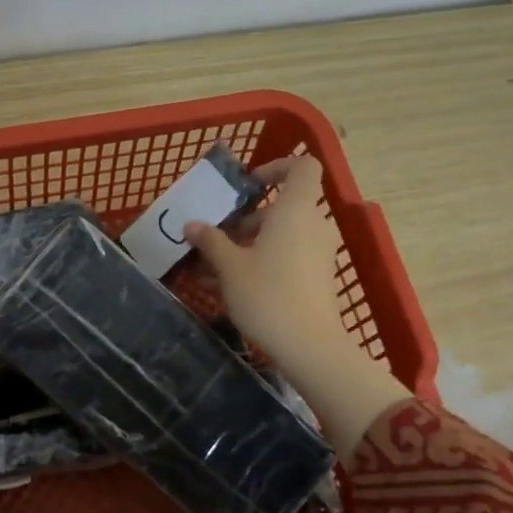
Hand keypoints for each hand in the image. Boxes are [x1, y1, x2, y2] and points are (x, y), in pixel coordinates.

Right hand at [185, 156, 407, 457]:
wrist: (308, 346)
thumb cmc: (267, 294)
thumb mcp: (229, 267)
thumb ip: (211, 240)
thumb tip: (192, 225)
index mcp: (295, 210)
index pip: (302, 166)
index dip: (276, 167)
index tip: (248, 186)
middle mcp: (314, 224)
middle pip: (284, 206)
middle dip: (249, 217)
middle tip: (218, 236)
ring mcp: (320, 252)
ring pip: (284, 234)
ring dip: (251, 242)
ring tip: (217, 265)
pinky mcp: (319, 277)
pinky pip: (289, 255)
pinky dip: (264, 260)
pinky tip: (233, 286)